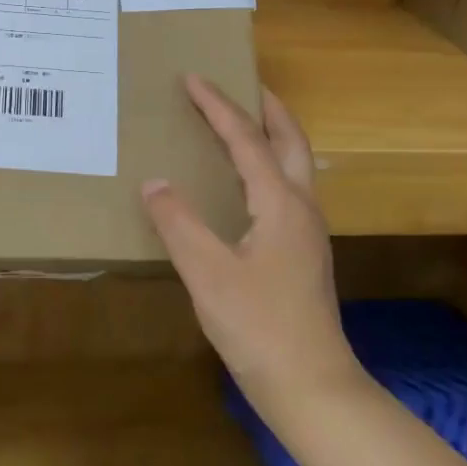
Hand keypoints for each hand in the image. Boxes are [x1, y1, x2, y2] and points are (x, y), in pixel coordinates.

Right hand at [142, 77, 362, 422]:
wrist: (312, 387)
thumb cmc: (259, 327)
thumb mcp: (207, 272)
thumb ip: (178, 222)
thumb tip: (154, 182)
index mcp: (280, 203)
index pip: (246, 140)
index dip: (218, 106)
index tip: (193, 77)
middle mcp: (301, 208)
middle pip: (290, 141)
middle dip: (267, 108)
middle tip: (241, 84)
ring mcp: (306, 232)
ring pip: (294, 165)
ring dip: (271, 134)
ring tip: (241, 122)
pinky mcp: (301, 253)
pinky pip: (286, 188)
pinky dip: (267, 164)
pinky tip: (244, 181)